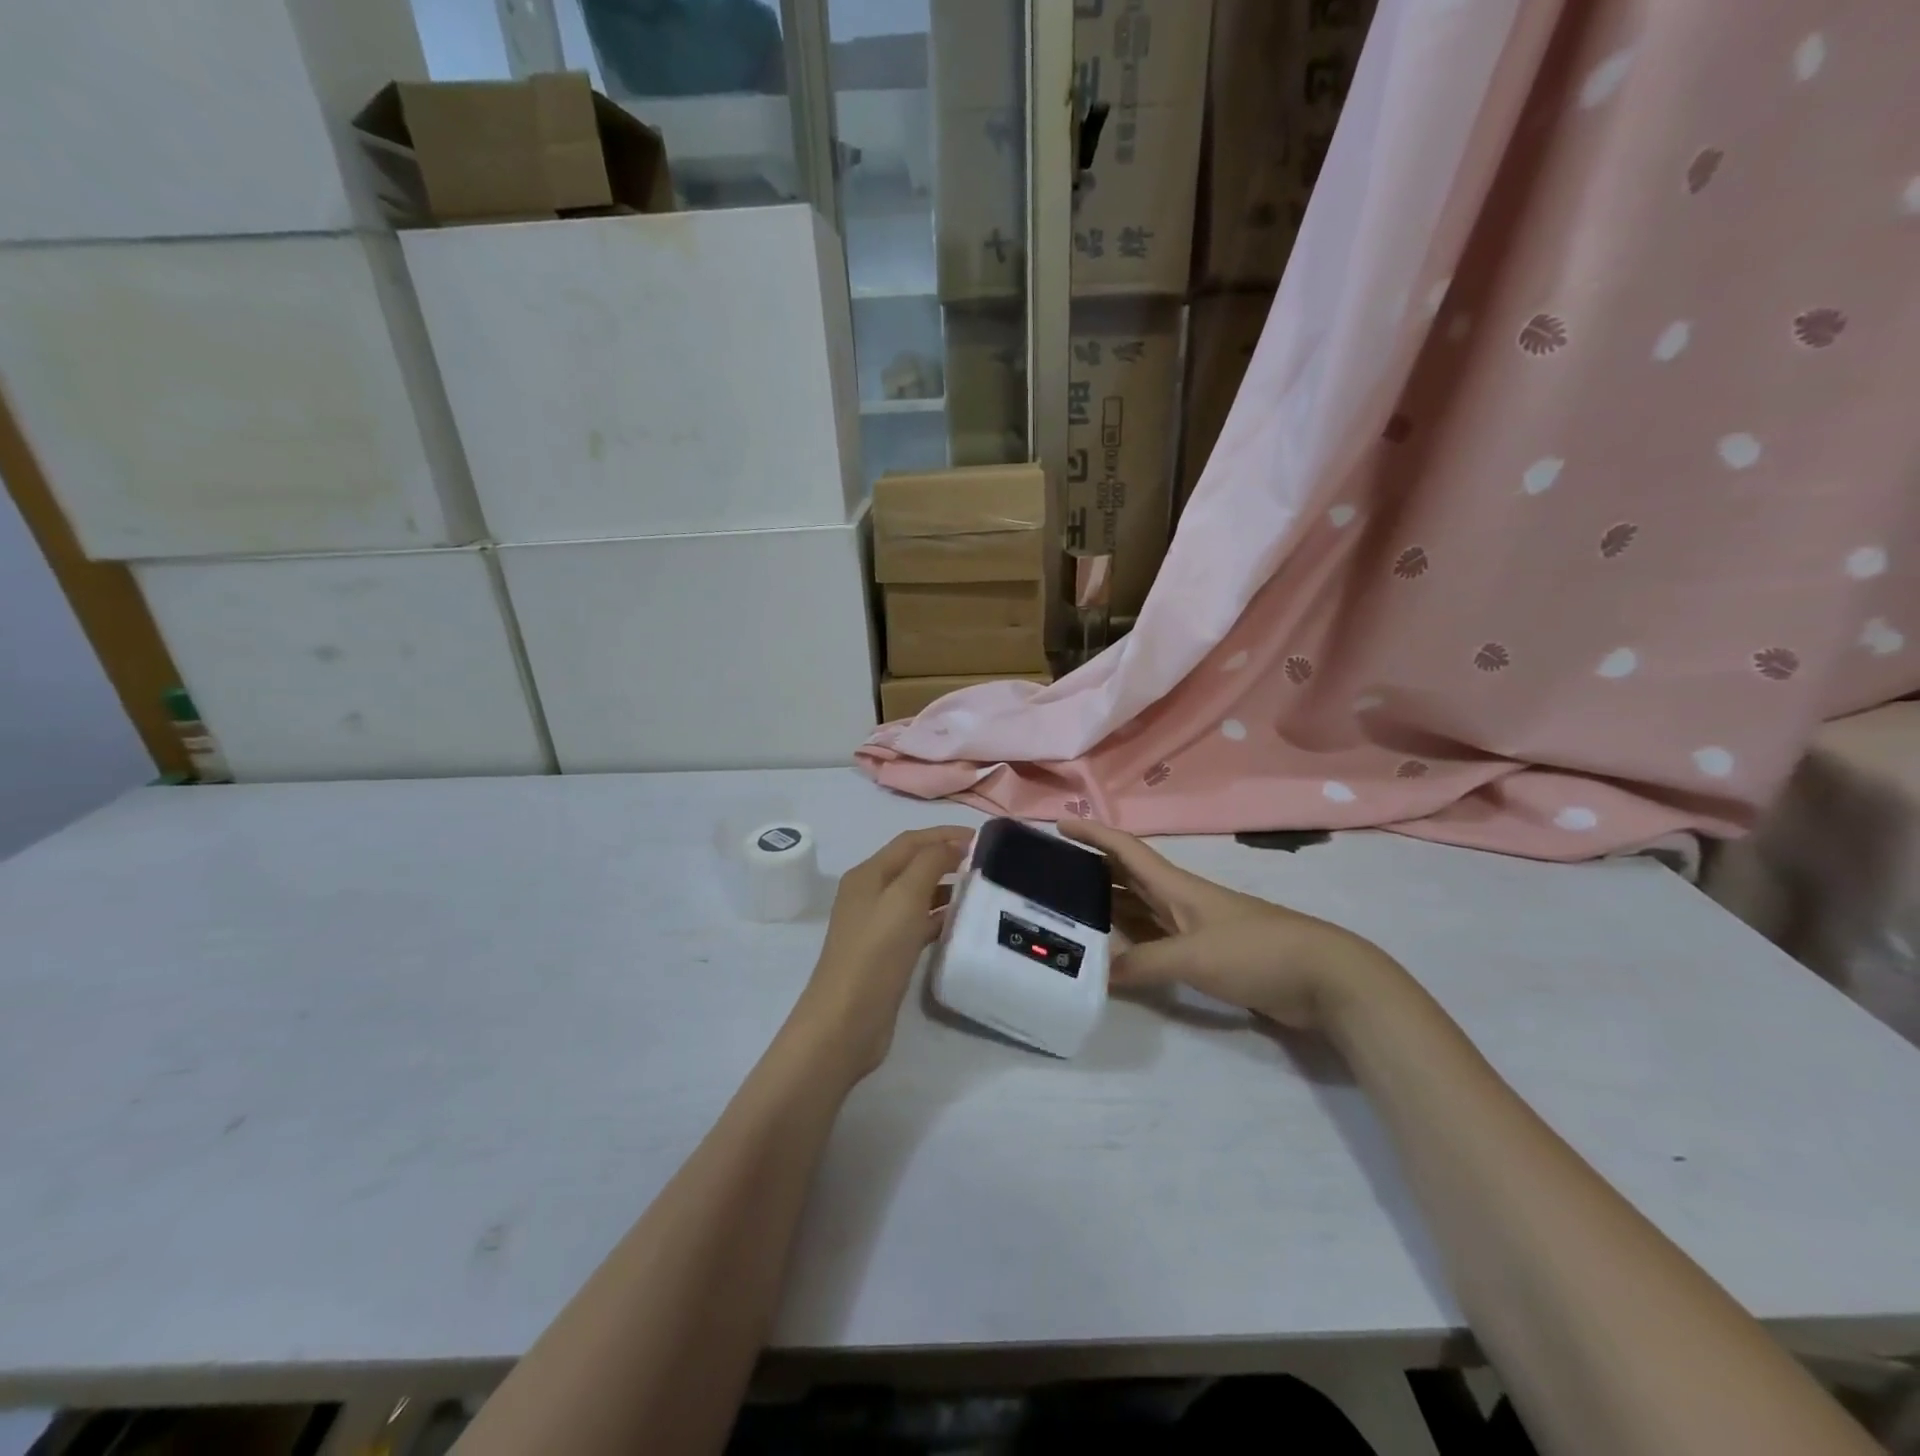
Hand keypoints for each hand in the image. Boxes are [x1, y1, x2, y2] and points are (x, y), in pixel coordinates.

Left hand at [792, 826, 970, 1080]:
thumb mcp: (904, 898)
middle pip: (913, 865)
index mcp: (868, 874)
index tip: (983, 838)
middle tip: (986, 863)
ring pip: (917, 895)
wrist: (846, 1021)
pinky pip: (918, 923)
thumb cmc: (875, 952)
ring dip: (946, 887)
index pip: (911, 841)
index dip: (945, 834)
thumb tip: (953, 844)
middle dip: (947, 858)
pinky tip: (962, 923)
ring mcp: (877, 925)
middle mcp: (870, 894)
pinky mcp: (887, 953)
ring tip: (981, 890)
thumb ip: (930, 863)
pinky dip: (940, 917)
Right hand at [1059, 820, 1404, 1032]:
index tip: (1059, 825)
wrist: (1324, 978)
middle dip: (1090, 871)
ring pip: (1138, 911)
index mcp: (1176, 886)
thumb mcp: (1194, 956)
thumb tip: (1095, 975)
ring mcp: (1193, 928)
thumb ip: (1142, 964)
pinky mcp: (1204, 955)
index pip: (1125, 850)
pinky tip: (1111, 957)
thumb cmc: (1256, 951)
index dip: (1093, 834)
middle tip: (1051, 877)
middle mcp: (1179, 900)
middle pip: (1126, 878)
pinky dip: (1129, 945)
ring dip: (1106, 910)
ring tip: (1068, 915)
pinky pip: (1154, 942)